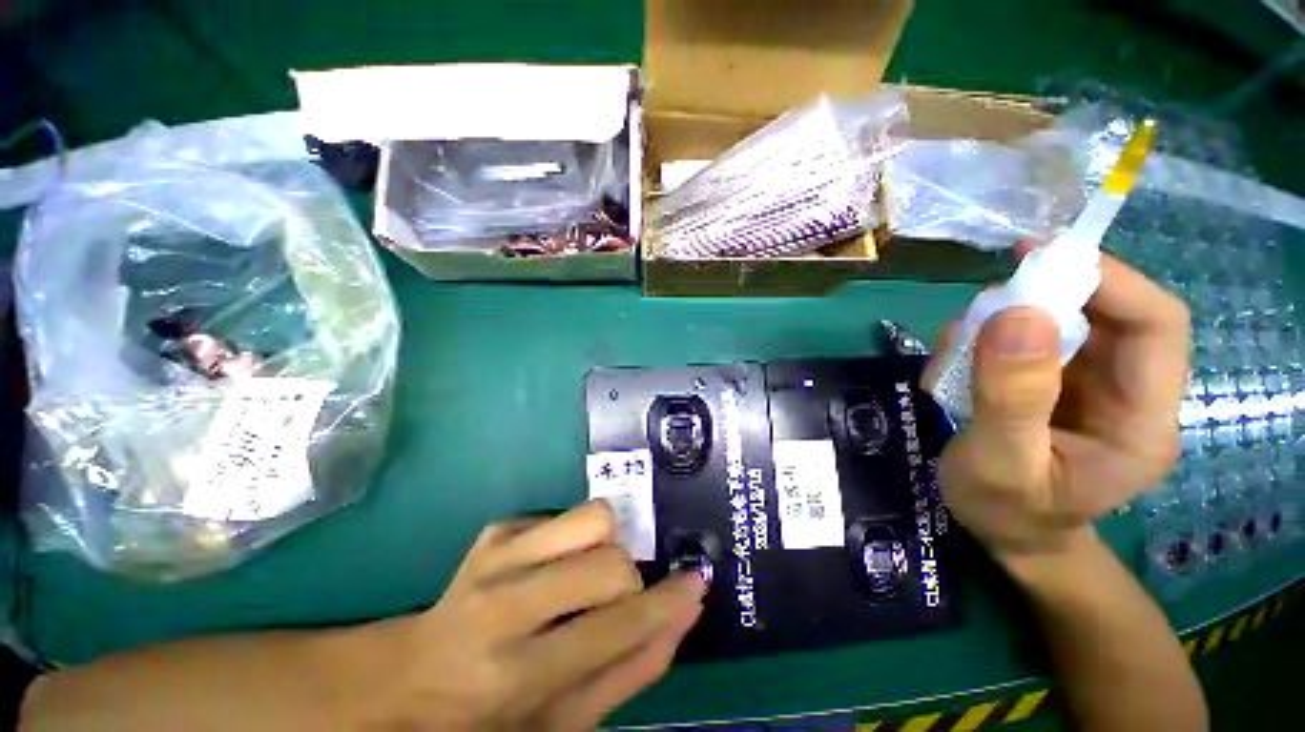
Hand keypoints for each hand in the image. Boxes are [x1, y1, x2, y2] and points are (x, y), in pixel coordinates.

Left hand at [367, 500, 704, 730]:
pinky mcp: (496, 529)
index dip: (665, 602)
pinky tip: (550, 568)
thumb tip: (686, 611)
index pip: (614, 626)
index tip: (696, 581)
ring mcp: (495, 554)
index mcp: (518, 672)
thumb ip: (632, 667)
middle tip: (609, 603)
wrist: (414, 678)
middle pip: (609, 559)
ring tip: (584, 575)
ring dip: (605, 546)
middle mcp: (504, 602)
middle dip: (626, 580)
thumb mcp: (565, 720)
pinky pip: (566, 514)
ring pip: (593, 517)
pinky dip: (573, 539)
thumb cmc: (494, 715)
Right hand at [924, 253, 1189, 559]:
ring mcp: (1092, 387)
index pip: (1155, 325)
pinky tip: (954, 365)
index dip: (1107, 281)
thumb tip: (1018, 313)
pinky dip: (985, 339)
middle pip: (1103, 316)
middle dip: (1040, 299)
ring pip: (1058, 323)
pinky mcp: (1057, 384)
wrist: (1005, 534)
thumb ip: (1012, 397)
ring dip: (1000, 322)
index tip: (1036, 258)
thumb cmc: (1006, 512)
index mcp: (1141, 423)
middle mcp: (1129, 394)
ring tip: (953, 352)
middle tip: (979, 307)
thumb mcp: (999, 463)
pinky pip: (1027, 340)